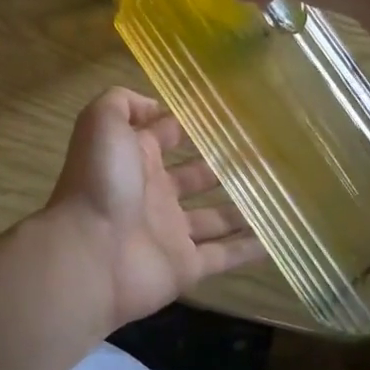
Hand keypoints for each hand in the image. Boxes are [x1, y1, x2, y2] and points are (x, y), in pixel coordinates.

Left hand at [40, 88, 262, 329]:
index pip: (166, 134)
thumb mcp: (101, 122)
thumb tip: (156, 106)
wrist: (89, 253)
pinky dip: (249, 249)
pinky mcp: (185, 267)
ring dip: (242, 207)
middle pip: (195, 176)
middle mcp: (154, 192)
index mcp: (135, 157)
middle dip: (222, 165)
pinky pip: (224, 256)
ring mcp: (170, 231)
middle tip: (263, 155)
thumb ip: (124, 103)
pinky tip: (278, 239)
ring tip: (280, 194)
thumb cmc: (99, 181)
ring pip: (214, 217)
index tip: (228, 115)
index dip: (190, 123)